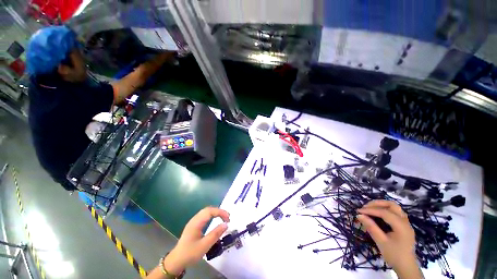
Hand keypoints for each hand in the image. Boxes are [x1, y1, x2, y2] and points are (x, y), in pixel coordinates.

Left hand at [163, 207, 229, 274]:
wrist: (176, 261)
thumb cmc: (190, 253)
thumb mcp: (204, 246)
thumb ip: (215, 234)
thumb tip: (226, 224)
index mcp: (196, 223)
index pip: (210, 211)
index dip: (220, 212)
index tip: (228, 218)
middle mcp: (195, 219)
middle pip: (208, 209)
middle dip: (219, 211)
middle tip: (227, 218)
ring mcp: (194, 221)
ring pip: (206, 211)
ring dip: (216, 213)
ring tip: (223, 218)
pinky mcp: (194, 225)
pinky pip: (205, 215)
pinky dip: (212, 215)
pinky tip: (215, 220)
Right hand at [357, 200, 422, 278]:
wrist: (406, 267)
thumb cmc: (394, 255)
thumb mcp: (381, 242)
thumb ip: (371, 227)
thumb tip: (359, 215)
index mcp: (401, 226)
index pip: (384, 212)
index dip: (370, 210)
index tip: (358, 211)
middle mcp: (405, 221)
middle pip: (392, 205)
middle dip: (377, 204)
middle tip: (365, 207)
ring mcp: (406, 223)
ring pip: (394, 207)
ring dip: (382, 205)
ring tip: (370, 209)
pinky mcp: (404, 226)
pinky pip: (395, 213)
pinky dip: (386, 210)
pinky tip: (378, 215)